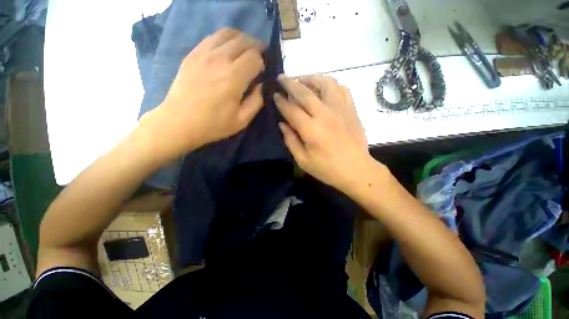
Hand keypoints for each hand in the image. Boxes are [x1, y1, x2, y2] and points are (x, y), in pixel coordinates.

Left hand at [140, 29, 265, 160]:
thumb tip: (261, 86)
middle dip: (256, 47)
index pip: (255, 57)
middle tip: (259, 57)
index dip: (262, 63)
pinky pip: (212, 37)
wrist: (180, 122)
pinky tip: (226, 50)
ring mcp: (203, 54)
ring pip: (227, 33)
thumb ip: (256, 101)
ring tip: (245, 50)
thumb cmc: (214, 124)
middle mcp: (219, 59)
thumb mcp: (242, 120)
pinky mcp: (192, 54)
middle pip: (243, 41)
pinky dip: (224, 39)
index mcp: (234, 77)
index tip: (260, 73)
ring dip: (241, 39)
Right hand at [275, 74, 372, 190]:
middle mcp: (325, 114)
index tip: (274, 95)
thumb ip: (290, 140)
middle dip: (290, 83)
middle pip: (305, 92)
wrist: (356, 170)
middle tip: (281, 78)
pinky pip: (341, 89)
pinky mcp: (351, 109)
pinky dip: (330, 85)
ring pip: (325, 83)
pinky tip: (323, 89)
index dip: (281, 101)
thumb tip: (282, 123)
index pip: (291, 109)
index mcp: (311, 130)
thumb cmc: (327, 168)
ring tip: (303, 81)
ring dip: (311, 78)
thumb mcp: (302, 160)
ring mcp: (341, 109)